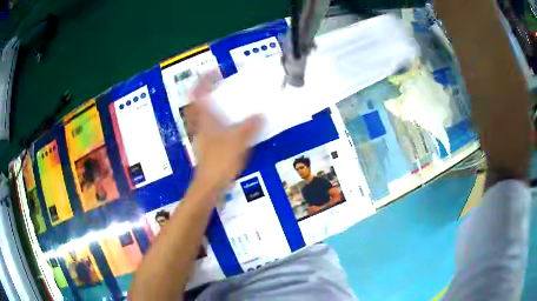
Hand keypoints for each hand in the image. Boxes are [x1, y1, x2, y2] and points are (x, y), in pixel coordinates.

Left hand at [186, 74, 261, 194]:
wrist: (210, 184)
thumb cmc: (220, 160)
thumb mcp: (239, 140)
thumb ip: (251, 126)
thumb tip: (261, 115)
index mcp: (205, 117)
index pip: (199, 92)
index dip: (205, 79)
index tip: (216, 70)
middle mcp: (200, 123)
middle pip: (198, 101)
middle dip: (207, 89)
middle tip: (220, 83)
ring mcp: (202, 134)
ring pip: (204, 113)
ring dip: (212, 104)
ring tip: (227, 100)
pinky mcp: (207, 144)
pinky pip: (210, 125)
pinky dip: (218, 119)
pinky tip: (231, 123)